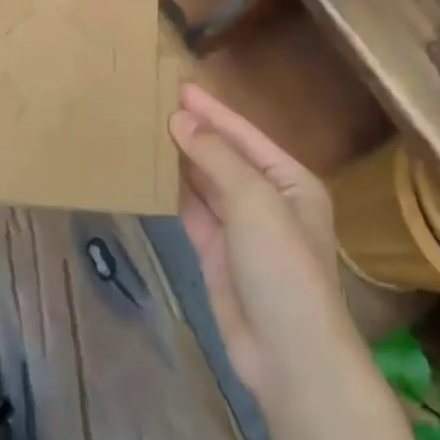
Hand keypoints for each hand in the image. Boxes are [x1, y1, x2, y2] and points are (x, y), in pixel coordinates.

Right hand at [170, 82, 340, 397]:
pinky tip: (152, 174)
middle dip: (195, 132)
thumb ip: (216, 157)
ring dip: (182, 160)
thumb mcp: (254, 202)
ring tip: (148, 131)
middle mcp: (269, 200)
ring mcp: (242, 230)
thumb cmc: (282, 267)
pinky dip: (176, 194)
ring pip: (206, 184)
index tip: (177, 85)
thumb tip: (180, 120)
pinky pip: (194, 213)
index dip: (211, 110)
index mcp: (291, 181)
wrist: (288, 354)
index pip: (244, 135)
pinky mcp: (218, 254)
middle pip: (225, 157)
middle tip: (154, 104)